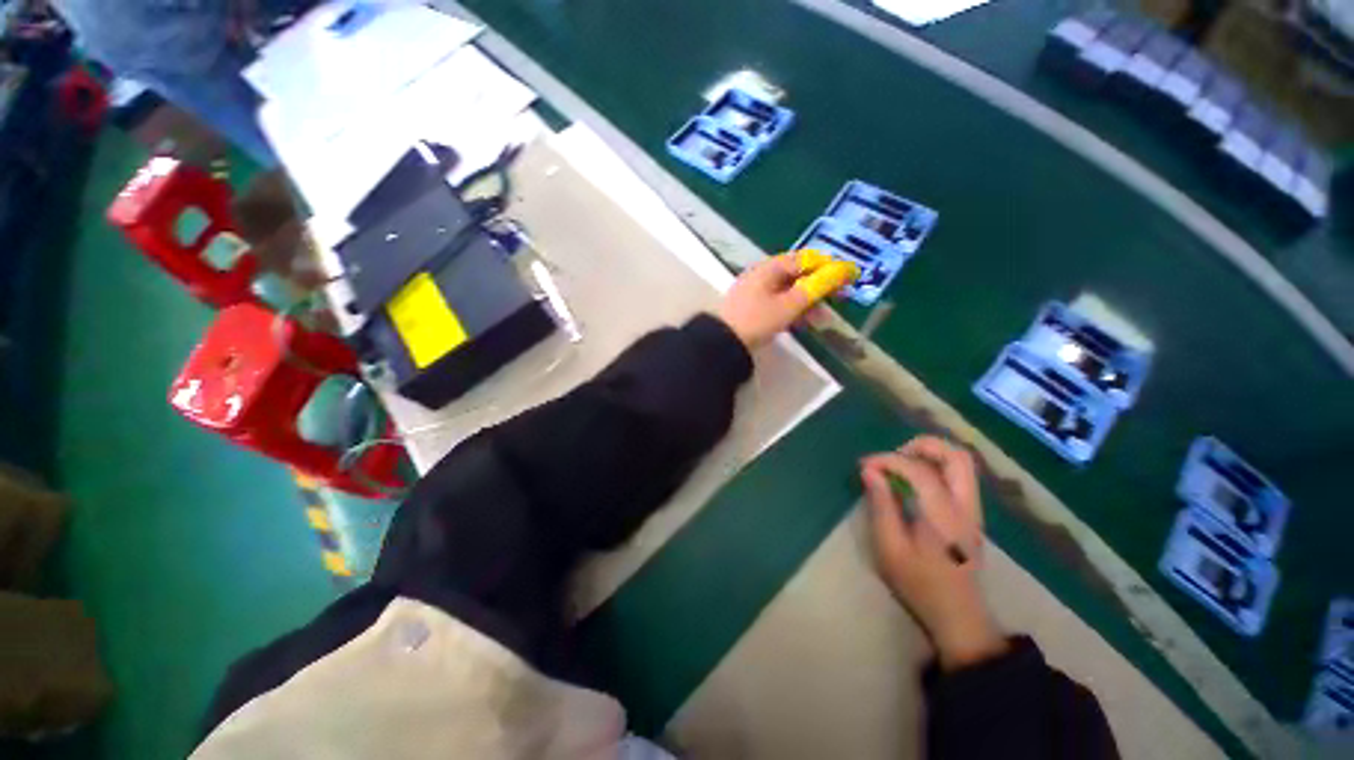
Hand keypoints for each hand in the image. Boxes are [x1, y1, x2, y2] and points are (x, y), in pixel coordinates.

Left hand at [717, 251, 857, 347]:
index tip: (846, 279)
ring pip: (788, 292)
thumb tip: (843, 269)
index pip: (805, 260)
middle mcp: (761, 275)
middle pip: (797, 276)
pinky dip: (792, 311)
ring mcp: (755, 292)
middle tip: (837, 301)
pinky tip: (801, 324)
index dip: (827, 267)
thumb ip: (816, 287)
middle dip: (818, 288)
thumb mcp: (789, 304)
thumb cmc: (757, 320)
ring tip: (821, 320)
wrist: (723, 343)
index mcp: (769, 268)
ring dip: (807, 303)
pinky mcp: (751, 308)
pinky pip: (777, 304)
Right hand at [861, 436, 1006, 670]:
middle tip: (893, 456)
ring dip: (930, 454)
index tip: (865, 466)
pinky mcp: (971, 513)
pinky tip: (914, 481)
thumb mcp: (890, 548)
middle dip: (921, 446)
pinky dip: (936, 467)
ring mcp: (973, 509)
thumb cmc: (919, 584)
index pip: (918, 469)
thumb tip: (869, 471)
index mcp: (943, 514)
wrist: (958, 615)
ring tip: (901, 466)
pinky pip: (959, 476)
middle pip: (956, 455)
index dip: (887, 460)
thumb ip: (881, 505)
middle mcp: (965, 505)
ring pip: (961, 462)